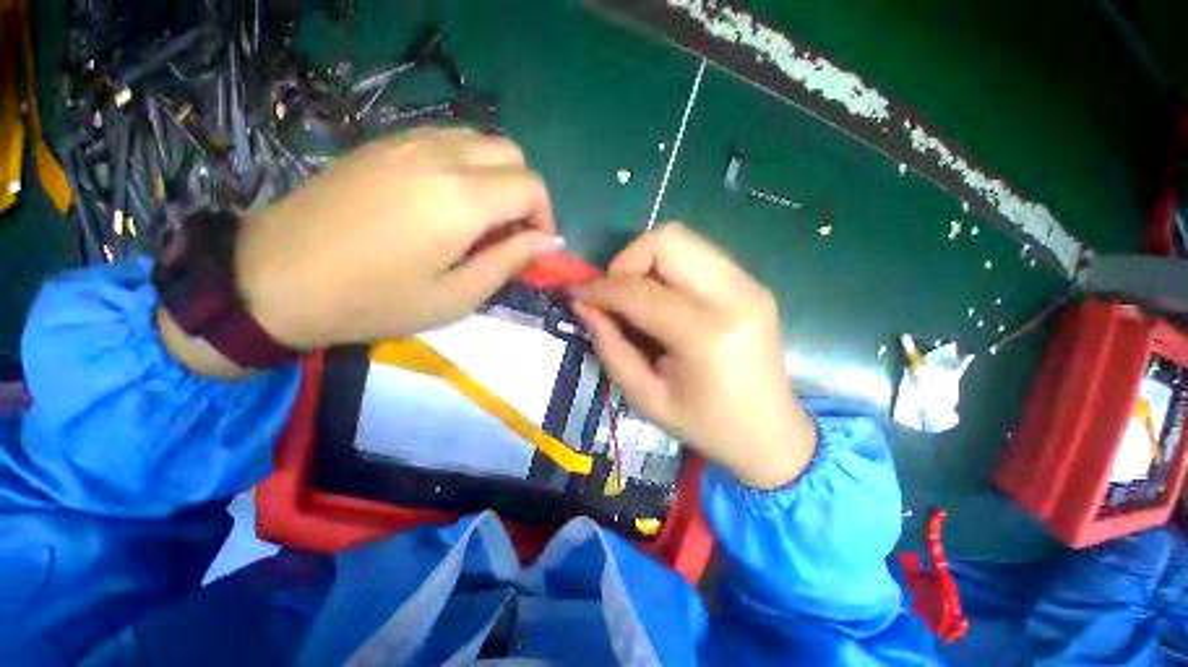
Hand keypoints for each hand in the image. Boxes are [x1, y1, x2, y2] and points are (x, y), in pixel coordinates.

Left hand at [236, 127, 559, 349]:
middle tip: (512, 232)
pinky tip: (449, 199)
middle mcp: (441, 157)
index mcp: (462, 199)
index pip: (531, 186)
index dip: (545, 216)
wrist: (275, 278)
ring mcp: (408, 142)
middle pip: (512, 153)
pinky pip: (447, 139)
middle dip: (526, 193)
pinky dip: (467, 165)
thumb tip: (549, 242)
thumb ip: (509, 261)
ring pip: (481, 140)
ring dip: (498, 176)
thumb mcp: (457, 296)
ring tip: (482, 218)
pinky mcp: (384, 143)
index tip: (536, 246)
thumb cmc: (375, 300)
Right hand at [571, 224, 816, 489]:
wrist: (771, 433)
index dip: (600, 288)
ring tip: (638, 297)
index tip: (578, 295)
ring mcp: (749, 285)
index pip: (638, 290)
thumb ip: (610, 345)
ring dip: (647, 262)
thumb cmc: (705, 425)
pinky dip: (669, 269)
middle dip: (627, 261)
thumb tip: (583, 303)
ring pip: (683, 239)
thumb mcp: (645, 397)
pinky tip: (665, 300)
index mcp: (706, 335)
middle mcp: (734, 297)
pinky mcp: (753, 284)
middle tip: (616, 295)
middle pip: (667, 240)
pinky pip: (698, 255)